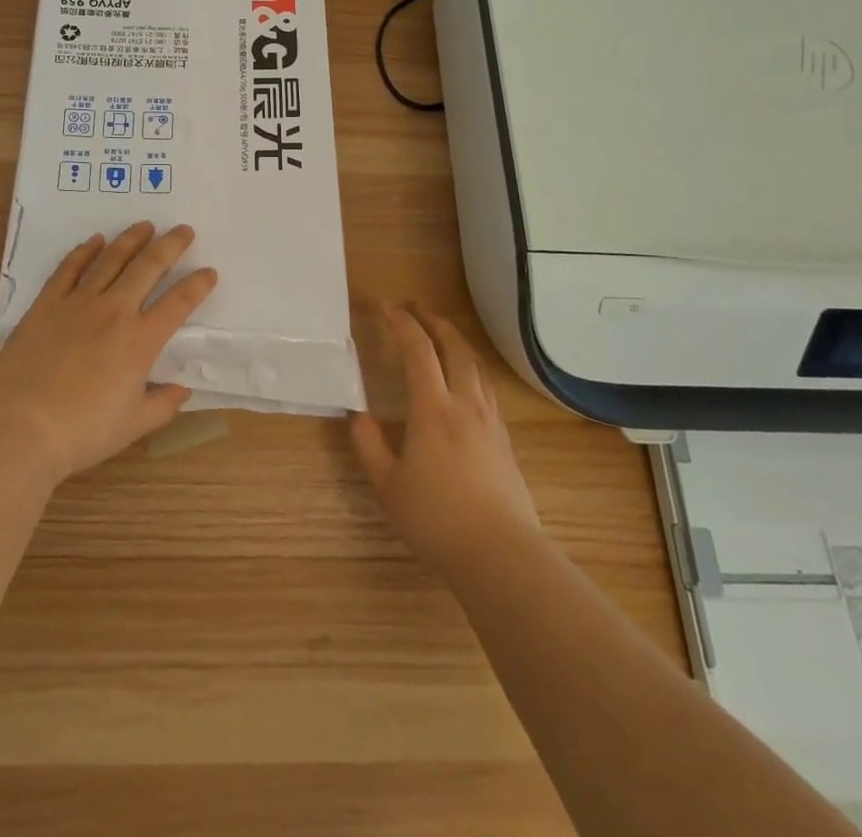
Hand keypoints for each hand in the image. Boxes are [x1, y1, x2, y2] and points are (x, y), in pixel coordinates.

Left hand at [0, 222, 217, 486]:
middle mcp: (114, 311)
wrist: (22, 428)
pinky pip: (69, 269)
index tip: (209, 272)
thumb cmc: (83, 431)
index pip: (179, 303)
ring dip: (131, 240)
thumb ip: (163, 403)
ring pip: (111, 260)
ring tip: (145, 225)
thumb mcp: (134, 424)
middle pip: (148, 267)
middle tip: (183, 230)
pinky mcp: (47, 304)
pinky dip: (84, 251)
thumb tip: (182, 388)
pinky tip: (95, 241)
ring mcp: (78, 303)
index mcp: (140, 341)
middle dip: (170, 245)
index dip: (198, 285)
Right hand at [349, 305, 541, 573]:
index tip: (384, 306)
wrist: (501, 554)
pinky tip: (464, 377)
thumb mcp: (387, 486)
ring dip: (455, 339)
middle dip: (432, 319)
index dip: (400, 322)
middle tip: (414, 306)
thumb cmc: (437, 519)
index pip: (417, 349)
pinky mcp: (504, 438)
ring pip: (475, 364)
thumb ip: (368, 445)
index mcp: (433, 409)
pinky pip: (486, 385)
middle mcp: (465, 403)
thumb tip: (357, 414)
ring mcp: (490, 419)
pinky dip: (470, 365)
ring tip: (440, 331)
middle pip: (453, 346)